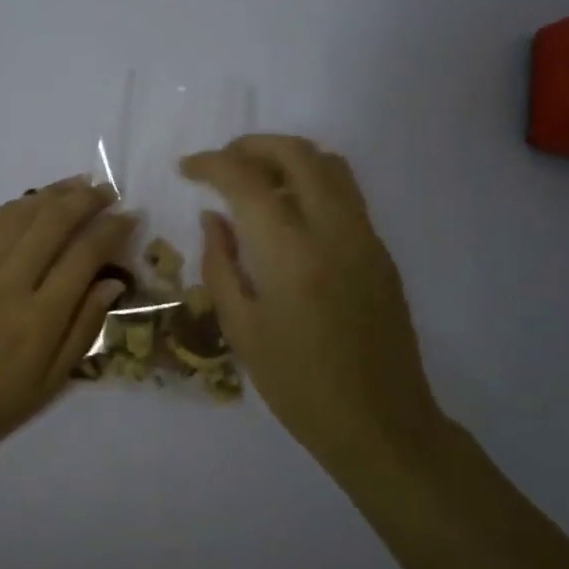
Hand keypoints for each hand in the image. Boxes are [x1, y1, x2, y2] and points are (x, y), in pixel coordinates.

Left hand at [0, 178, 135, 470]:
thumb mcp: (51, 382)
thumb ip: (85, 327)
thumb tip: (113, 281)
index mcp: (40, 317)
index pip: (85, 254)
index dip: (113, 229)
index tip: (130, 216)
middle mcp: (10, 281)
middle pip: (54, 221)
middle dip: (87, 199)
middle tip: (107, 191)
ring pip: (22, 213)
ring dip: (54, 193)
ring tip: (78, 185)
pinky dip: (17, 205)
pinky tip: (33, 201)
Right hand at [181, 135, 440, 471]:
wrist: (380, 422)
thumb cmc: (297, 385)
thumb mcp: (241, 328)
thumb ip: (221, 263)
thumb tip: (214, 217)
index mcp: (290, 252)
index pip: (245, 180)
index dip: (211, 164)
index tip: (188, 169)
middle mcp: (333, 229)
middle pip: (296, 153)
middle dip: (252, 146)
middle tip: (222, 163)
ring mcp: (364, 236)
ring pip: (329, 164)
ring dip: (287, 158)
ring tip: (255, 180)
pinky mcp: (380, 250)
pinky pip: (345, 193)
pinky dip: (311, 182)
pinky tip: (288, 214)